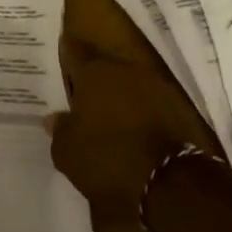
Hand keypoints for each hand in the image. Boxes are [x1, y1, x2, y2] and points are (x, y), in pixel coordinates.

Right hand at [48, 39, 223, 222]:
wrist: (168, 180)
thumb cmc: (107, 159)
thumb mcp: (68, 152)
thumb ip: (59, 129)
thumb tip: (53, 117)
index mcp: (93, 73)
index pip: (74, 52)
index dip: (67, 53)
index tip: (63, 51)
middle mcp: (123, 69)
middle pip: (104, 67)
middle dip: (94, 79)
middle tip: (84, 95)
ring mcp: (154, 85)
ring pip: (129, 83)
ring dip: (120, 95)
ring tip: (110, 115)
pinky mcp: (178, 106)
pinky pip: (150, 102)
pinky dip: (141, 111)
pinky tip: (135, 128)